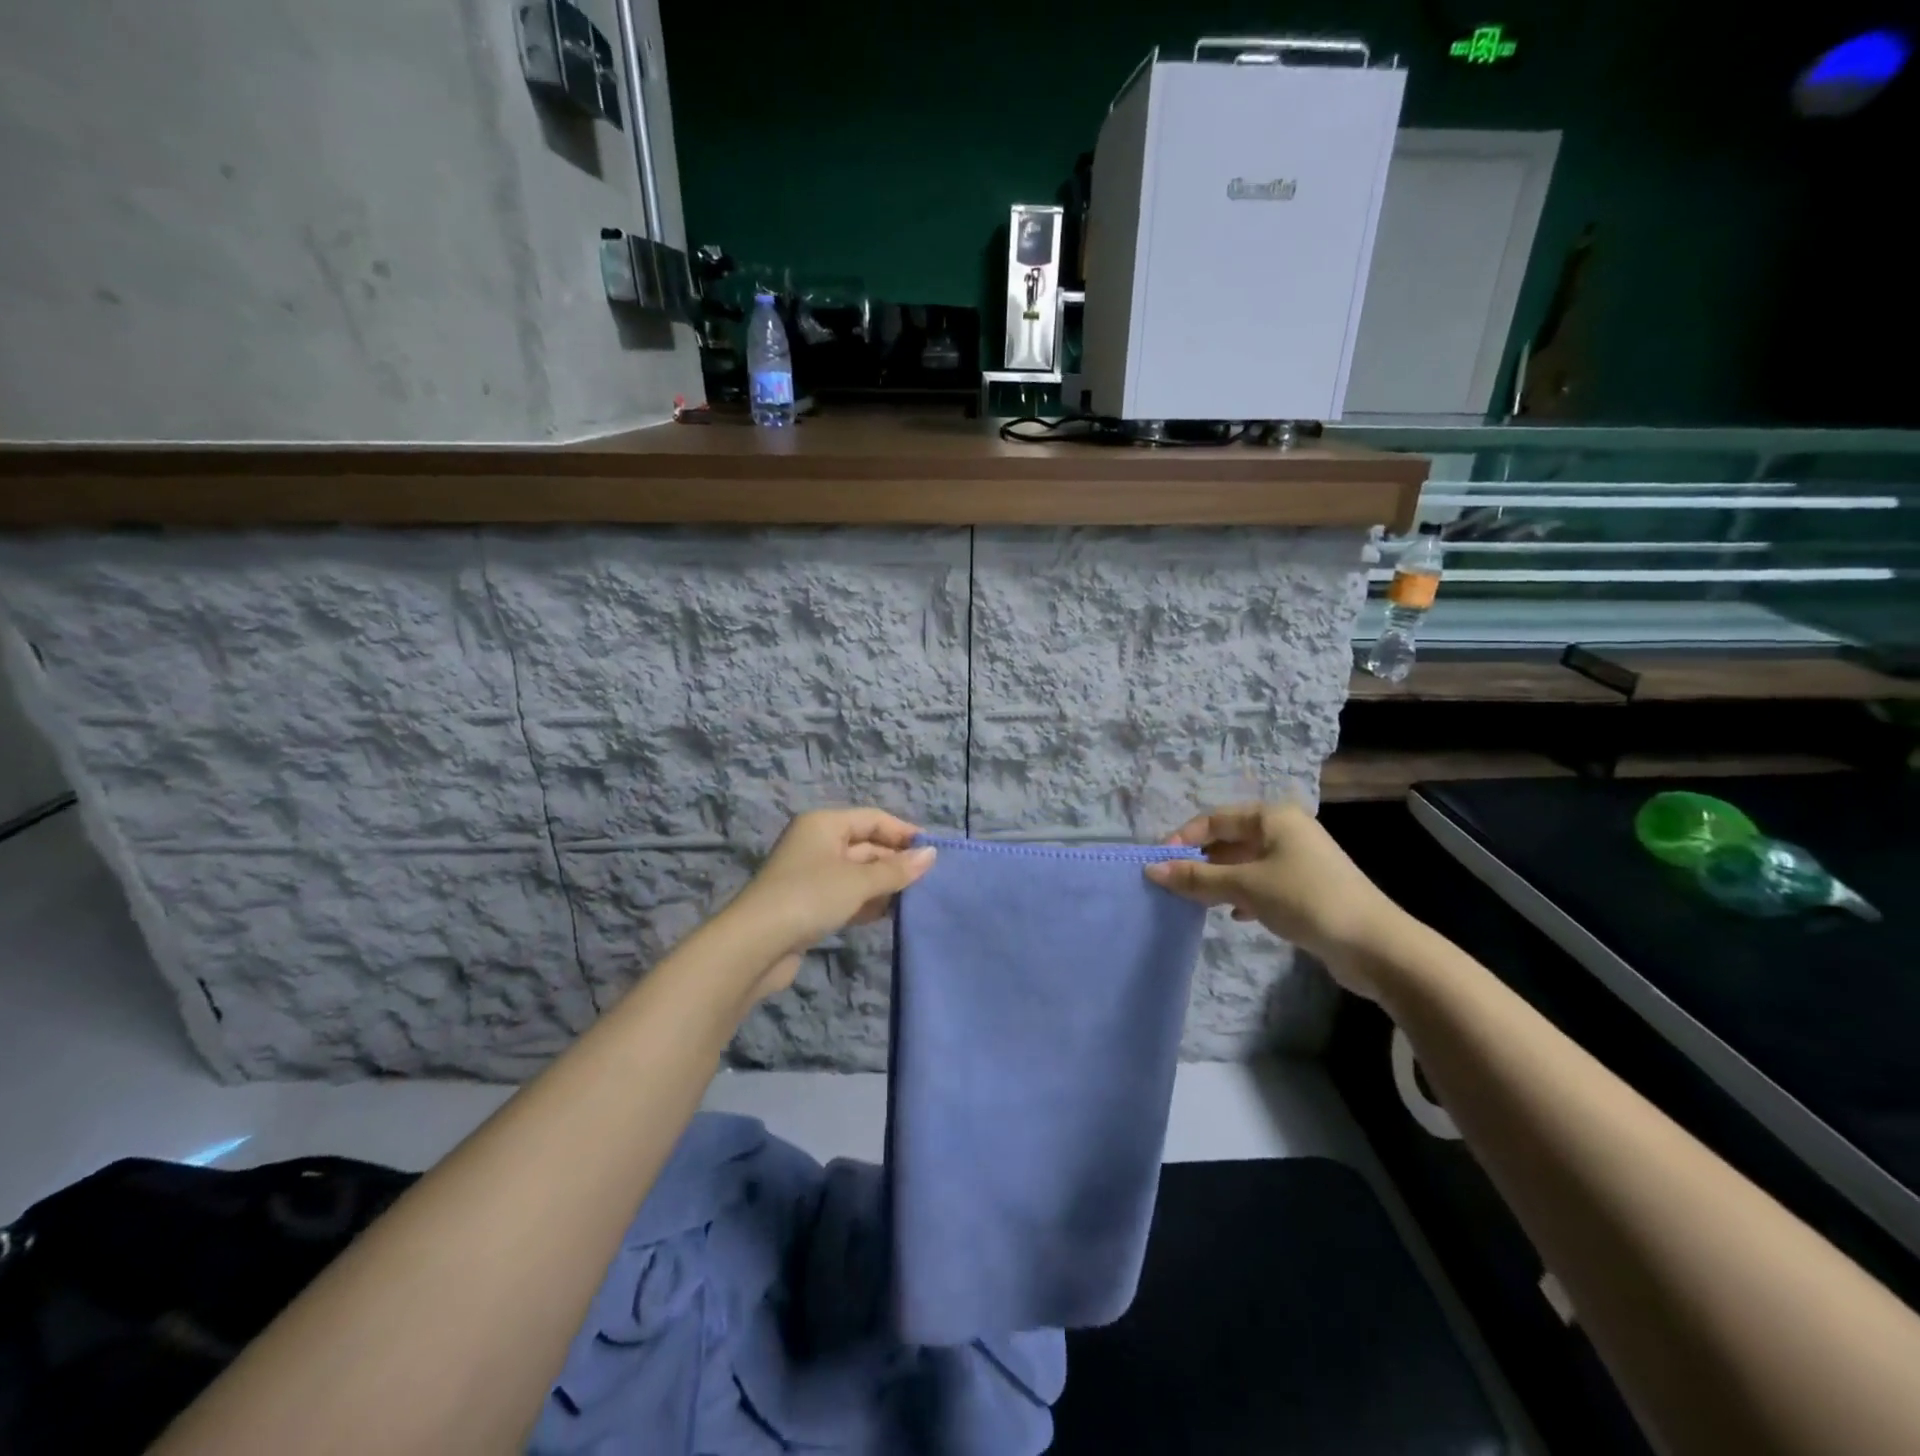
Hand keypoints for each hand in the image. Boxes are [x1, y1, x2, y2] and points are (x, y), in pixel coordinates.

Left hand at [719, 809, 936, 999]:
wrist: (756, 945)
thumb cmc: (810, 898)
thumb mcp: (858, 881)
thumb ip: (897, 869)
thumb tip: (931, 855)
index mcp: (824, 824)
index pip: (873, 819)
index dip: (903, 833)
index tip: (934, 853)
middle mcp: (817, 843)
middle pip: (866, 845)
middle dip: (896, 862)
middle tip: (929, 881)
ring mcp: (812, 875)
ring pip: (858, 873)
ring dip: (884, 884)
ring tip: (917, 899)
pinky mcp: (809, 904)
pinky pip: (848, 895)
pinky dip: (868, 902)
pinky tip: (891, 914)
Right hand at [1144, 802, 1408, 998]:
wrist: (1374, 945)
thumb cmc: (1306, 900)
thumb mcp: (1245, 886)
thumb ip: (1197, 878)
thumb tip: (1152, 870)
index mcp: (1273, 817)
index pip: (1215, 818)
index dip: (1184, 838)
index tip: (1160, 864)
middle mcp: (1285, 831)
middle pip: (1229, 839)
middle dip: (1200, 861)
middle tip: (1174, 885)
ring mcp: (1298, 860)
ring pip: (1244, 863)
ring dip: (1219, 880)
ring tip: (1196, 901)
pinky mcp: (1306, 888)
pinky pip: (1261, 883)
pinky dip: (1242, 895)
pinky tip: (1234, 915)